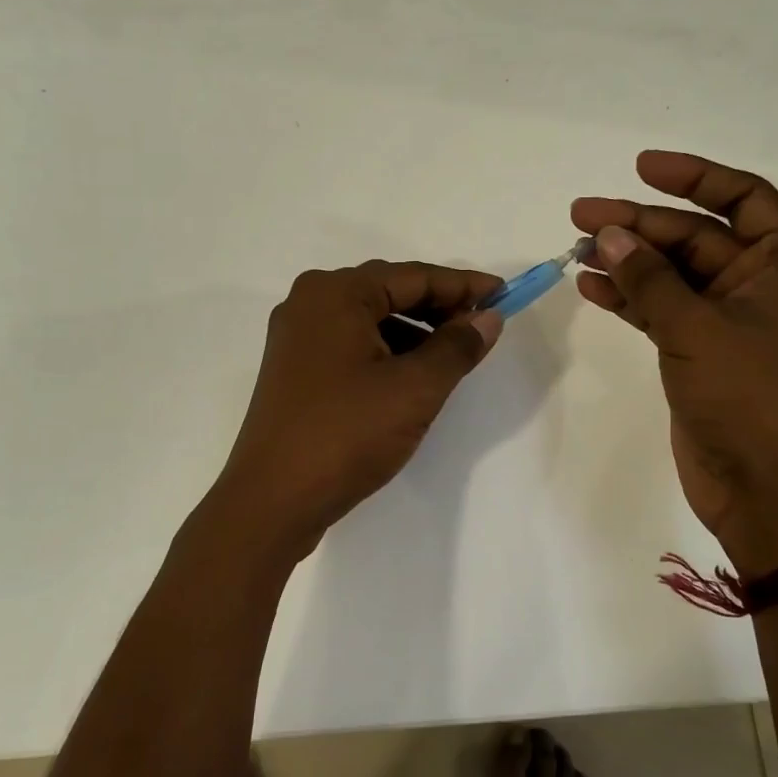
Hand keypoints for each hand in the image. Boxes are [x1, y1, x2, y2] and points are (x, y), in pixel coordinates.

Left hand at [210, 261, 504, 554]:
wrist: (272, 500)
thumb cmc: (346, 434)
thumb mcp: (415, 389)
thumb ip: (457, 347)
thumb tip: (488, 318)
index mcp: (335, 293)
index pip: (413, 276)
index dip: (463, 286)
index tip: (504, 295)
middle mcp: (309, 303)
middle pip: (388, 292)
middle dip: (438, 307)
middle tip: (482, 327)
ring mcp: (297, 337)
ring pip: (369, 320)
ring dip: (414, 331)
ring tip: (453, 356)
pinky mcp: (294, 370)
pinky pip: (351, 344)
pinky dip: (386, 352)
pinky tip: (412, 376)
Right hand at [573, 151, 777, 574]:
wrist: (767, 488)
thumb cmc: (752, 397)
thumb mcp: (698, 328)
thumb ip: (650, 280)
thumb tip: (608, 237)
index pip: (744, 197)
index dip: (693, 177)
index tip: (640, 167)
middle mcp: (765, 284)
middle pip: (697, 236)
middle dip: (639, 225)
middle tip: (580, 215)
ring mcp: (731, 320)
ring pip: (673, 274)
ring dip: (628, 261)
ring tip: (574, 247)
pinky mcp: (702, 351)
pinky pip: (662, 309)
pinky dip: (629, 298)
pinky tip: (590, 286)